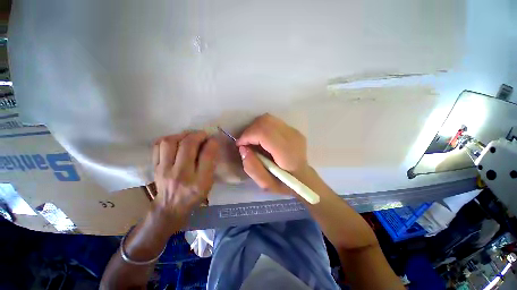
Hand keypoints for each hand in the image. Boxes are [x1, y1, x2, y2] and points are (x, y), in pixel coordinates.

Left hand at [151, 131, 218, 230]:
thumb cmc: (194, 195)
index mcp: (198, 181)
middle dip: (198, 135)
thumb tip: (211, 144)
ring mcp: (163, 170)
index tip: (214, 138)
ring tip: (189, 136)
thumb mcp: (208, 182)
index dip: (212, 142)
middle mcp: (180, 174)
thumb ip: (211, 163)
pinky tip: (177, 141)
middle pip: (187, 145)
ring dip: (182, 135)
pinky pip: (157, 146)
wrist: (170, 207)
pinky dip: (168, 139)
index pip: (206, 156)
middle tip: (203, 134)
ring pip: (169, 142)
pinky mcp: (154, 167)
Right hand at [236, 113, 310, 193]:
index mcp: (287, 152)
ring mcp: (294, 131)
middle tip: (245, 143)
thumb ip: (253, 168)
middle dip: (249, 130)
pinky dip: (262, 127)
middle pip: (265, 121)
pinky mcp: (293, 129)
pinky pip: (272, 122)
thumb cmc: (285, 184)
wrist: (304, 178)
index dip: (248, 135)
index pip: (263, 132)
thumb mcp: (267, 184)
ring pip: (268, 119)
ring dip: (255, 128)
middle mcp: (292, 137)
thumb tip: (243, 149)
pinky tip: (261, 139)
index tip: (240, 145)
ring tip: (252, 141)